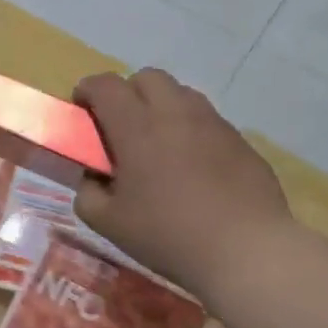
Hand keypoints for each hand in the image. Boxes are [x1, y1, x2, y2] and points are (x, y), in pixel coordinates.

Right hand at [72, 69, 294, 299]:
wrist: (246, 250)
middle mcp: (175, 114)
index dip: (88, 90)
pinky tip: (191, 166)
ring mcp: (213, 124)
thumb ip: (88, 194)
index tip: (81, 108)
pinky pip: (207, 120)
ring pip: (181, 93)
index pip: (106, 85)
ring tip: (157, 143)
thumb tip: (93, 178)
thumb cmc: (168, 234)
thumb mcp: (108, 223)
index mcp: (137, 128)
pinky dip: (189, 129)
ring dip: (160, 106)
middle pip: (147, 77)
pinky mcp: (240, 140)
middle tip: (120, 126)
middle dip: (127, 92)